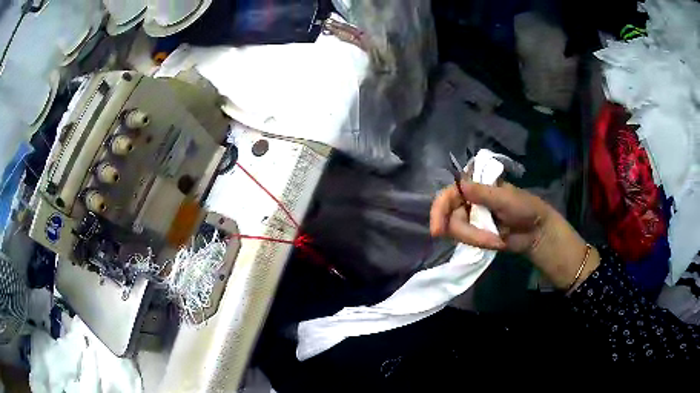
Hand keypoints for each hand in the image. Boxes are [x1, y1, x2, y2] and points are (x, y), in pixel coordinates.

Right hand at [430, 180, 599, 291]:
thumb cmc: (526, 208)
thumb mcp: (505, 198)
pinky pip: (466, 240)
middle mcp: (470, 200)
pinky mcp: (476, 234)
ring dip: (476, 238)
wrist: (537, 232)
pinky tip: (495, 242)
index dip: (439, 209)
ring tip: (497, 240)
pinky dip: (479, 243)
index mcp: (476, 185)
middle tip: (486, 239)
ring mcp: (472, 218)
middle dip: (465, 231)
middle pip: (450, 215)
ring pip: (456, 230)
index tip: (437, 229)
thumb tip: (460, 185)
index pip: (449, 193)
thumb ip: (482, 193)